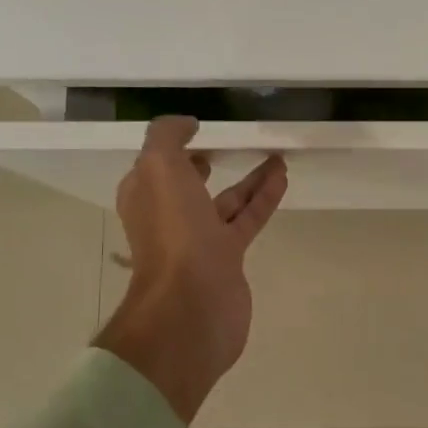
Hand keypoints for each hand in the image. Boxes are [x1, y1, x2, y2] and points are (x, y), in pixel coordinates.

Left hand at [94, 117, 288, 423]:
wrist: (192, 303)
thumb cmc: (173, 232)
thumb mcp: (159, 168)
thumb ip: (167, 137)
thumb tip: (186, 124)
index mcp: (146, 198)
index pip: (155, 167)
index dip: (171, 148)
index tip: (196, 130)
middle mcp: (169, 218)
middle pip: (189, 186)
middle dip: (204, 167)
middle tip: (226, 147)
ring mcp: (199, 241)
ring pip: (226, 202)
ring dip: (249, 180)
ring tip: (276, 156)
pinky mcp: (228, 259)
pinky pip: (247, 220)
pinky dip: (264, 198)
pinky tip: (282, 178)